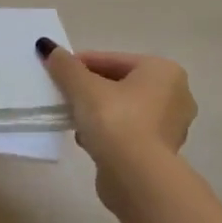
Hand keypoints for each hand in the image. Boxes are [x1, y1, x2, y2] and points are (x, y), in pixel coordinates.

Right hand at [37, 40, 196, 176]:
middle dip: (89, 88)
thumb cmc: (115, 120)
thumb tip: (47, 46)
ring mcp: (171, 125)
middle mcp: (175, 94)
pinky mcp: (161, 152)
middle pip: (120, 83)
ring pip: (124, 109)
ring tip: (71, 117)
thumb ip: (65, 66)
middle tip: (62, 93)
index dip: (80, 63)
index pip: (112, 60)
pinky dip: (108, 132)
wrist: (136, 176)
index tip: (56, 71)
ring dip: (97, 111)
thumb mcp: (83, 87)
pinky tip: (86, 138)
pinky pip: (128, 131)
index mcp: (163, 71)